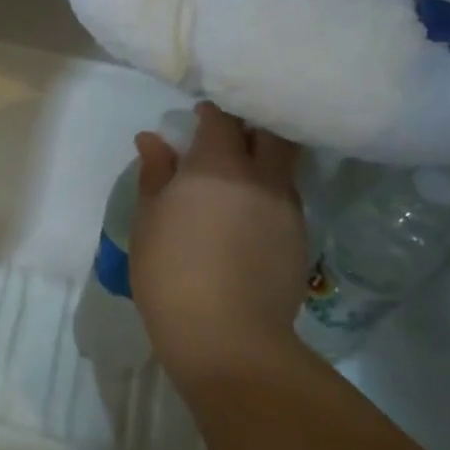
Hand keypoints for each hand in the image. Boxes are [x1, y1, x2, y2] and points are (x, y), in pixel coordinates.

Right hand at [130, 103, 309, 389]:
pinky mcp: (301, 237)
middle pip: (270, 132)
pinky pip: (287, 200)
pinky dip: (269, 196)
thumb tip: (153, 139)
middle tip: (227, 140)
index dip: (210, 113)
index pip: (223, 118)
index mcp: (218, 166)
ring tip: (239, 182)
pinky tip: (250, 221)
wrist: (225, 335)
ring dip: (264, 162)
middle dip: (251, 126)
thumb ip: (155, 175)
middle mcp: (262, 177)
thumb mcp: (148, 222)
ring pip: (283, 166)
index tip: (196, 120)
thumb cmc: (169, 274)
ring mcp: (287, 207)